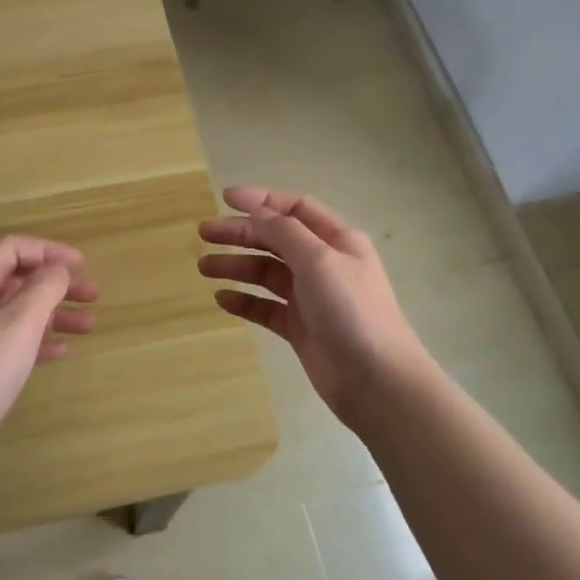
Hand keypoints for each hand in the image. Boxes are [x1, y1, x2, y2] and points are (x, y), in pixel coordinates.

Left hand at [0, 235, 97, 448]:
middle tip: (94, 296)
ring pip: (18, 311)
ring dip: (54, 313)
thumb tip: (58, 269)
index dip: (50, 251)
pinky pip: (11, 339)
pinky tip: (61, 351)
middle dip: (57, 283)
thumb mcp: (21, 319)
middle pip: (17, 278)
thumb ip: (45, 286)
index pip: (13, 247)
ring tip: (90, 326)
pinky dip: (38, 339)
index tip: (83, 266)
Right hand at [199, 186, 430, 428]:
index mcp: (337, 240)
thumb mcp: (319, 260)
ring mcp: (311, 297)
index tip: (225, 199)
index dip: (261, 200)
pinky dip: (244, 300)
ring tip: (204, 267)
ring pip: (267, 273)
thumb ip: (285, 232)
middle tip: (203, 233)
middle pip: (276, 238)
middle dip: (240, 233)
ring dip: (237, 266)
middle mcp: (323, 264)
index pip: (295, 208)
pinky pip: (266, 307)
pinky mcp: (300, 328)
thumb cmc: (351, 311)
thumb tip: (256, 210)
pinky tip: (222, 299)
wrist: (376, 381)